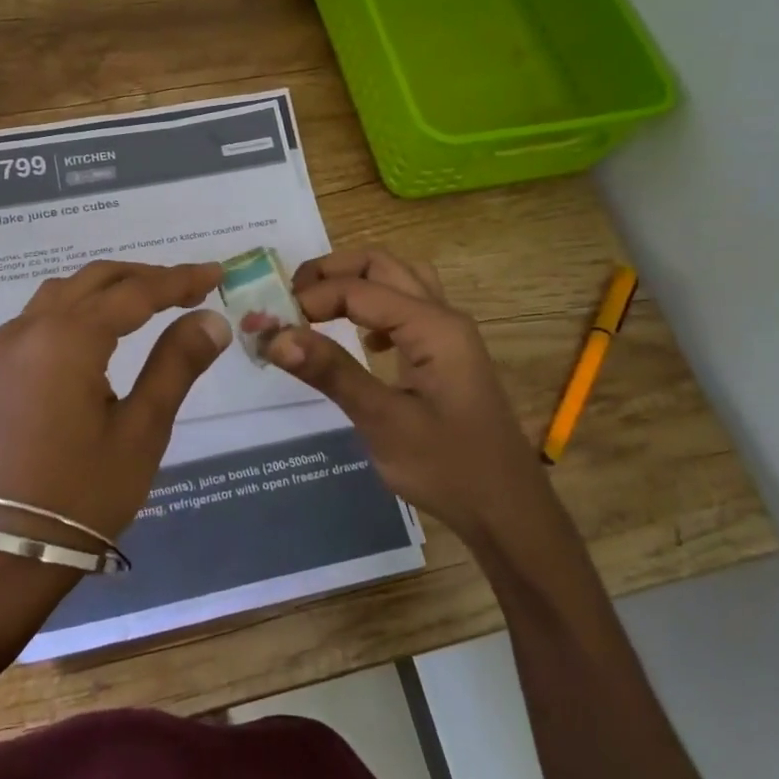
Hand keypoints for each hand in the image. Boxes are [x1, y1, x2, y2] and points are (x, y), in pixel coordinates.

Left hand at [0, 260, 231, 544]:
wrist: (13, 543)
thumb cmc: (85, 491)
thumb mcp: (143, 429)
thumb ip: (176, 364)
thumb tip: (212, 318)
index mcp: (67, 339)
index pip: (134, 293)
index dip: (179, 280)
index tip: (216, 272)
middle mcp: (31, 327)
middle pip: (97, 279)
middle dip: (147, 277)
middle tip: (193, 287)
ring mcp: (9, 343)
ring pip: (68, 290)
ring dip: (112, 286)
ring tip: (155, 300)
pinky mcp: (0, 362)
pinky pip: (45, 311)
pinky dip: (82, 303)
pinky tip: (106, 322)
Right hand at [264, 248, 539, 536]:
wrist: (507, 512)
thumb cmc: (448, 467)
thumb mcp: (383, 421)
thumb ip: (331, 372)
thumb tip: (276, 337)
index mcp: (433, 326)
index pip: (359, 289)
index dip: (311, 298)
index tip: (271, 324)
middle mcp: (444, 317)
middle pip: (383, 266)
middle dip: (332, 271)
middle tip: (290, 296)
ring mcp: (450, 335)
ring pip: (400, 280)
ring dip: (356, 282)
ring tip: (316, 305)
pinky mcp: (447, 356)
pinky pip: (409, 308)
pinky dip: (376, 306)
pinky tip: (362, 340)